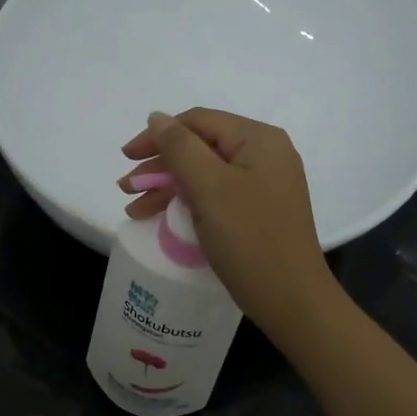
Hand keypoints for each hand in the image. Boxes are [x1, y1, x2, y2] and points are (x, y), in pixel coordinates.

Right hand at [118, 108, 339, 345]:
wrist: (290, 298)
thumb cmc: (249, 238)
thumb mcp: (210, 187)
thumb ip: (180, 148)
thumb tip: (157, 117)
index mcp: (258, 139)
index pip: (198, 121)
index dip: (158, 135)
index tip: (126, 157)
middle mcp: (265, 155)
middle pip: (201, 147)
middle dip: (160, 167)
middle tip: (126, 189)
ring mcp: (264, 185)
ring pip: (205, 175)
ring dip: (168, 188)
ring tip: (135, 210)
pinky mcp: (259, 212)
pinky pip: (216, 196)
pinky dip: (188, 204)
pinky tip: (164, 218)